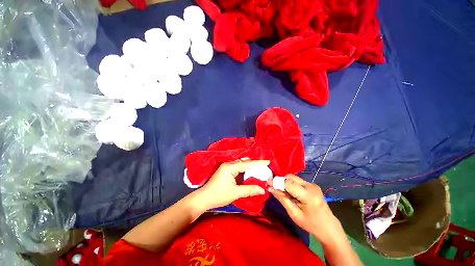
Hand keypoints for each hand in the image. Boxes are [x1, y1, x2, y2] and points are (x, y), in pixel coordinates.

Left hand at [192, 158, 268, 211]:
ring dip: (250, 166)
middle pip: (244, 161)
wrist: (204, 199)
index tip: (268, 161)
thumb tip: (263, 189)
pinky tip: (250, 172)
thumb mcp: (235, 193)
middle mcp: (229, 164)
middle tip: (265, 166)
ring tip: (260, 168)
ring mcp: (227, 167)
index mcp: (230, 167)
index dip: (258, 163)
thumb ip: (249, 190)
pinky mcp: (226, 170)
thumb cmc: (218, 195)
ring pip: (241, 164)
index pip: (247, 164)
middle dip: (255, 163)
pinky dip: (245, 169)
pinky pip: (238, 167)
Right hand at [269, 174, 344, 243]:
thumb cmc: (311, 224)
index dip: (277, 182)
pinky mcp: (312, 185)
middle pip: (290, 177)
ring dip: (286, 182)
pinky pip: (297, 181)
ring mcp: (313, 184)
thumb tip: (270, 188)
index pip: (288, 183)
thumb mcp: (294, 214)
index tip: (268, 183)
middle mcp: (311, 186)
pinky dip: (291, 184)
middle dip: (281, 181)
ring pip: (293, 178)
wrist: (329, 227)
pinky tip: (290, 192)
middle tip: (274, 188)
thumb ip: (282, 199)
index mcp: (308, 195)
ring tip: (283, 192)